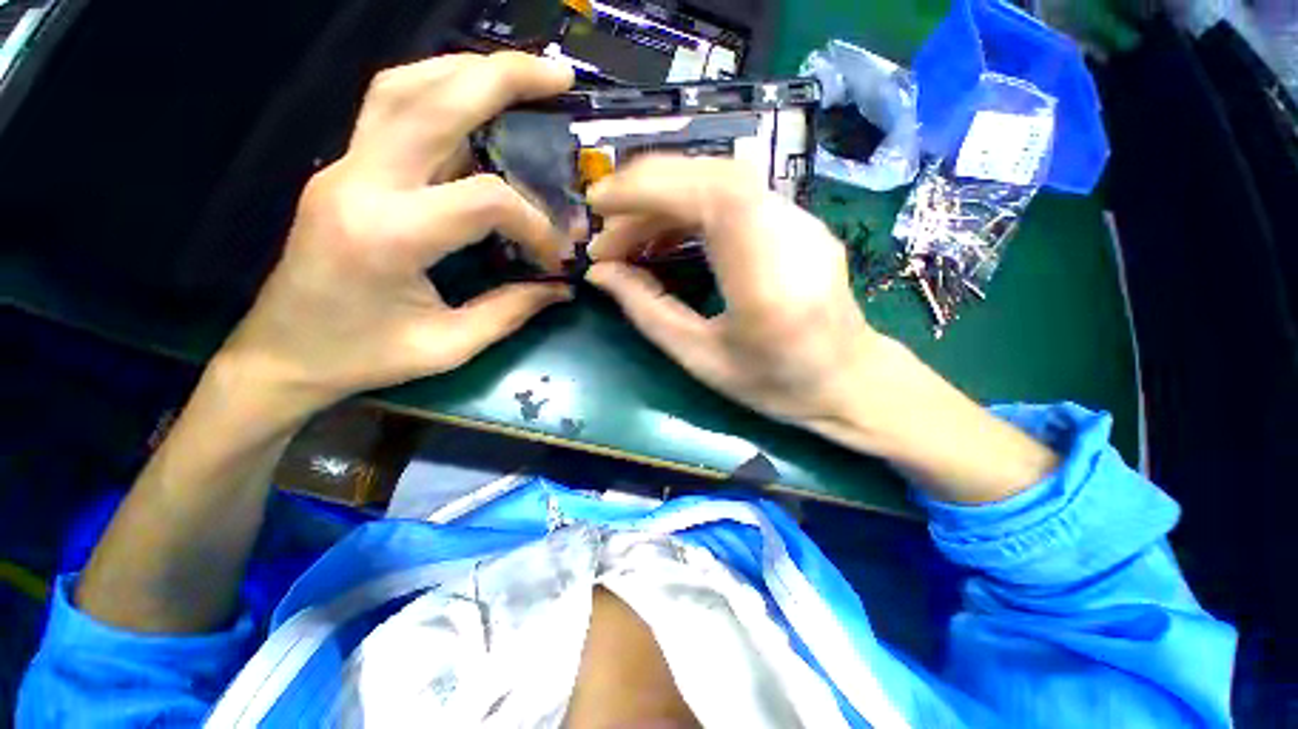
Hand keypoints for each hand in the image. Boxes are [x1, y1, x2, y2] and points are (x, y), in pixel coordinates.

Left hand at [219, 52, 575, 416]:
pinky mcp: (344, 170)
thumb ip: (511, 312)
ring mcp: (344, 167)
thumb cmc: (363, 357)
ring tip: (518, 76)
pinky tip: (472, 102)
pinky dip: (438, 91)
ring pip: (403, 87)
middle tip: (557, 74)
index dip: (533, 223)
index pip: (483, 199)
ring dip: (465, 71)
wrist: (282, 353)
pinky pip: (391, 109)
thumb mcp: (449, 346)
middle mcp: (360, 183)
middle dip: (502, 78)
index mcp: (389, 236)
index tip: (553, 255)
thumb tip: (560, 288)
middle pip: (432, 100)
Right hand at [586, 156, 1057, 500]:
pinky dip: (690, 205)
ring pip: (723, 180)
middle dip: (648, 190)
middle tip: (607, 225)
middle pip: (714, 177)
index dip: (649, 188)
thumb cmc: (774, 383)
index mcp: (768, 278)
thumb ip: (647, 311)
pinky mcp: (797, 220)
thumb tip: (601, 274)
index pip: (712, 198)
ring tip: (630, 235)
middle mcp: (791, 233)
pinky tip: (668, 232)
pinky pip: (736, 196)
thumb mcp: (700, 359)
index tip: (600, 203)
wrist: (848, 380)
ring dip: (666, 198)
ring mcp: (801, 220)